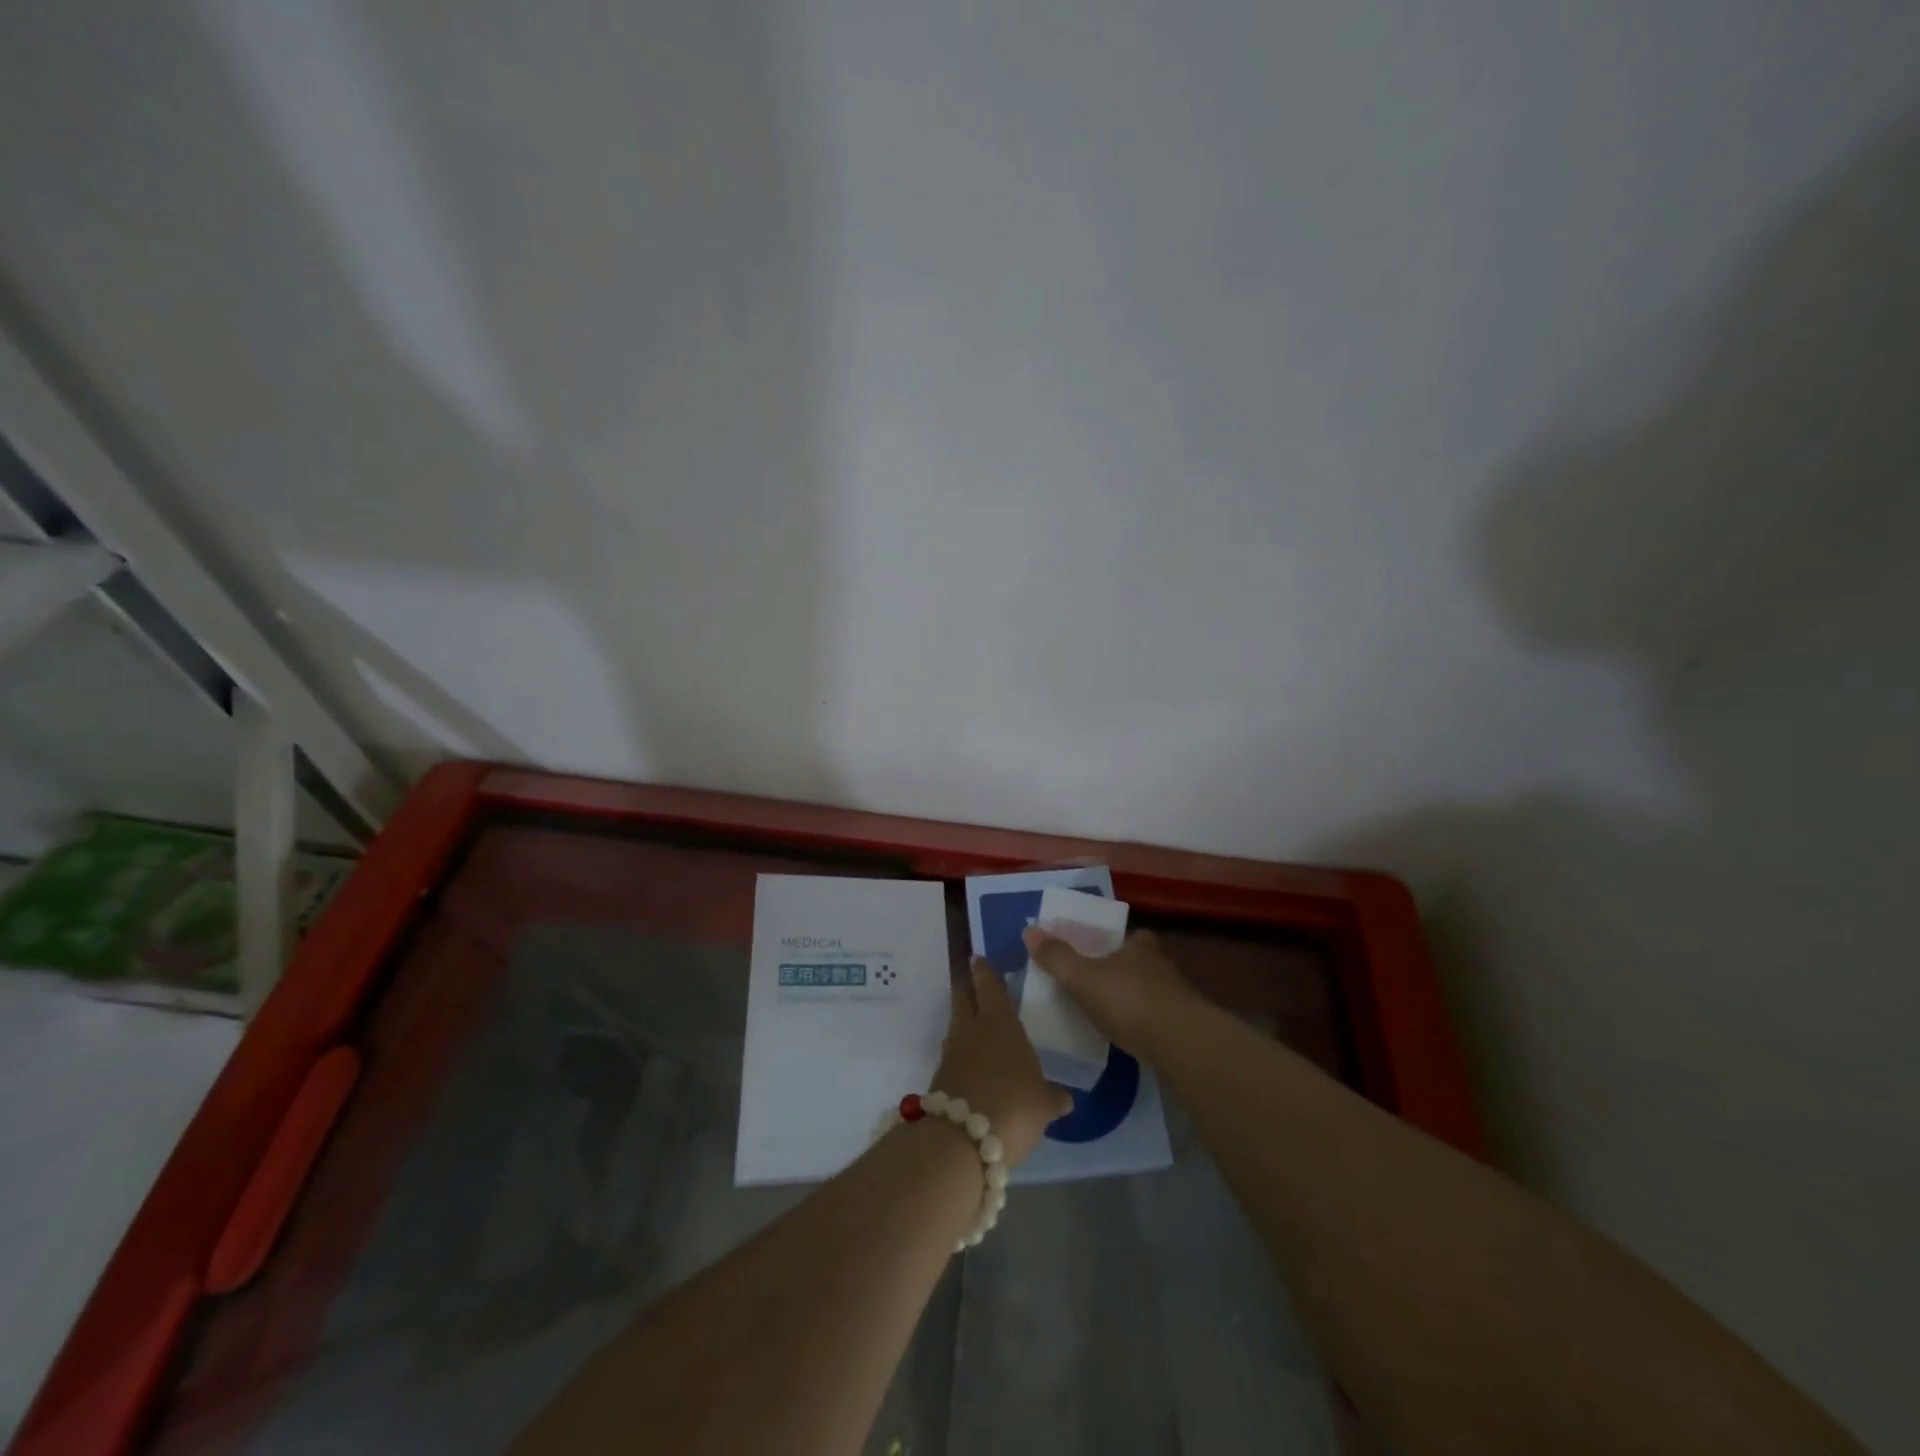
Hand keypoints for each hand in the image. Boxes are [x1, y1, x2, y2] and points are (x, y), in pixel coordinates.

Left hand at [932, 959, 1073, 1166]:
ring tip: (976, 1026)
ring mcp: (952, 1054)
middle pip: (963, 998)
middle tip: (972, 982)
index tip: (977, 958)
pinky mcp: (940, 1079)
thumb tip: (1065, 1098)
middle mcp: (971, 1030)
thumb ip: (1053, 1097)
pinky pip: (953, 1056)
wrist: (961, 1140)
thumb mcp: (1043, 1104)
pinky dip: (962, 1055)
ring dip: (964, 1023)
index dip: (984, 972)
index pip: (989, 987)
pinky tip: (973, 1065)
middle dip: (967, 988)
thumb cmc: (1013, 1106)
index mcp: (1000, 1023)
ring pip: (956, 1027)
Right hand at [1022, 926, 1193, 1052]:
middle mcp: (1161, 967)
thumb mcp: (1082, 977)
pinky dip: (1146, 1025)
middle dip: (1126, 970)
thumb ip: (1057, 957)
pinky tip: (1131, 1037)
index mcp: (1139, 948)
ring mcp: (1177, 999)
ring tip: (1112, 1013)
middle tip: (1102, 983)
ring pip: (1153, 992)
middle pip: (1143, 963)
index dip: (1121, 941)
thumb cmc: (1127, 999)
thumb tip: (1030, 930)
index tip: (1105, 950)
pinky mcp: (1184, 1029)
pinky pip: (1159, 1020)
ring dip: (1136, 999)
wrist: (1178, 1043)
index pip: (1134, 936)